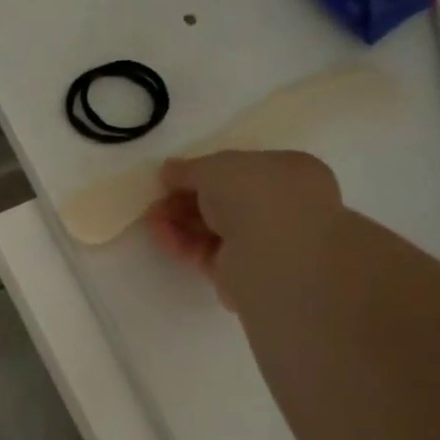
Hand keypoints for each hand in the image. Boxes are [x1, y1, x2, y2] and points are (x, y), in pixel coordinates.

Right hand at [147, 150, 341, 306]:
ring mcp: (263, 241)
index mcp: (288, 172)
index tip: (172, 177)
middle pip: (222, 200)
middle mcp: (281, 206)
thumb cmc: (255, 195)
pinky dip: (183, 243)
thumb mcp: (215, 167)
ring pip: (212, 227)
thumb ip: (189, 169)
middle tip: (157, 199)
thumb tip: (169, 170)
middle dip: (186, 198)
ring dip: (179, 220)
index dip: (203, 172)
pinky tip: (161, 235)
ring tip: (151, 217)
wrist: (274, 256)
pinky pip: (206, 252)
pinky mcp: (242, 272)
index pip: (240, 170)